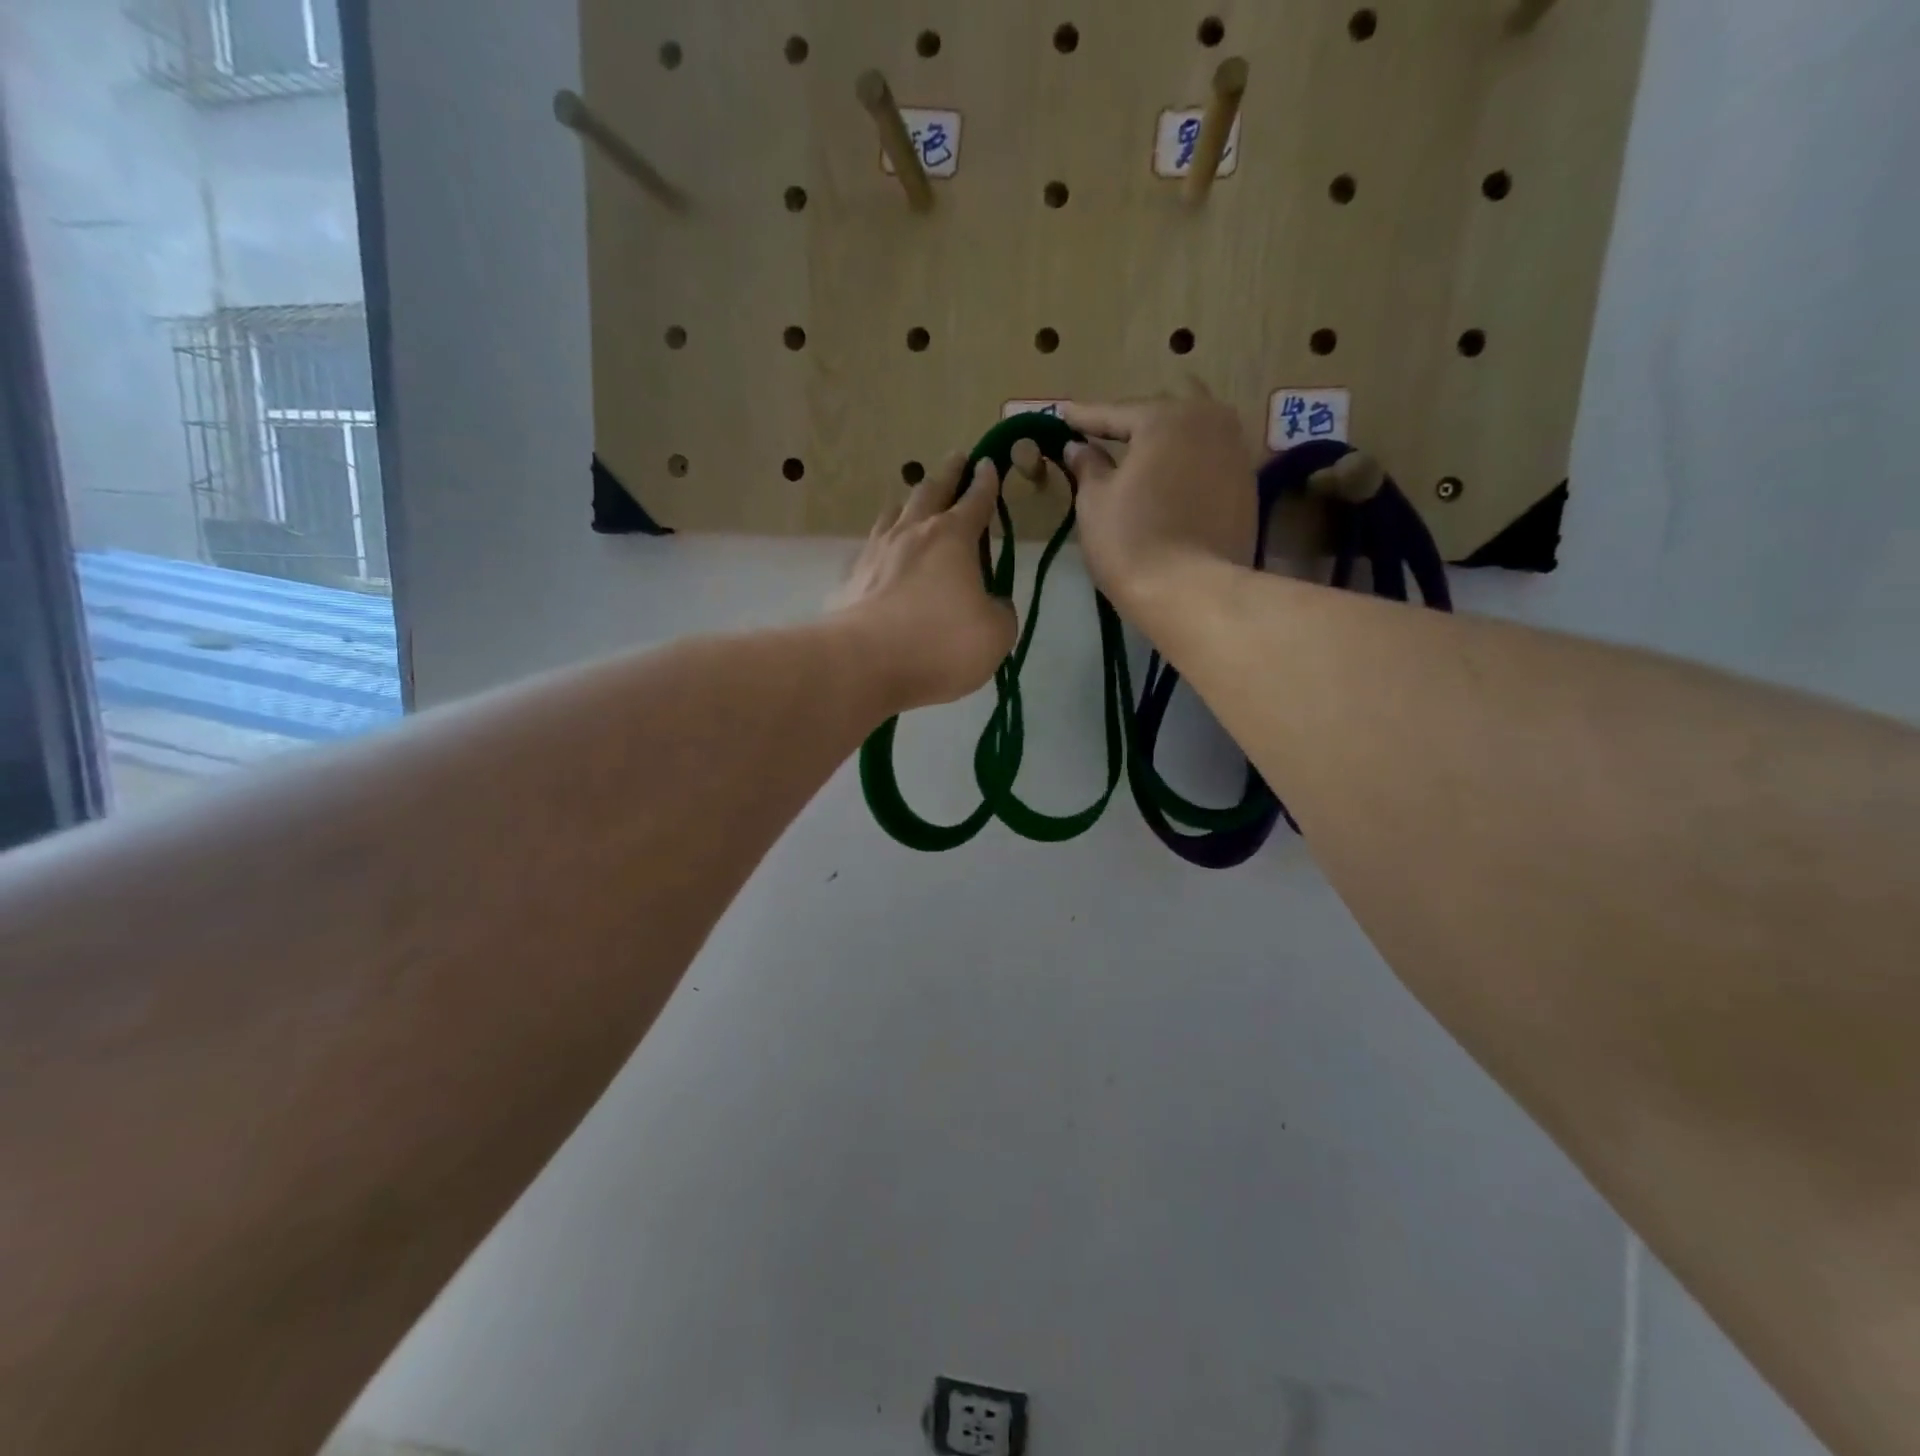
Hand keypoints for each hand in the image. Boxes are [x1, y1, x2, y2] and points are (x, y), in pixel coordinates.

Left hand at [831, 454, 1017, 713]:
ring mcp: (875, 553)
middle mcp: (912, 534)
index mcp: (953, 538)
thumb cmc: (940, 644)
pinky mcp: (850, 580)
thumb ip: (1000, 612)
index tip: (989, 464)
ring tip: (914, 502)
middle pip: (931, 491)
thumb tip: (991, 603)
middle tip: (957, 459)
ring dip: (909, 503)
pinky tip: (881, 556)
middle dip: (948, 474)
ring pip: (893, 513)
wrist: (864, 663)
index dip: (987, 482)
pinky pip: (869, 551)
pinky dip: (882, 546)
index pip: (976, 501)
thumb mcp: (995, 634)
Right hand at [1061, 388, 1259, 610]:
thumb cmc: (1131, 541)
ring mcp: (1236, 452)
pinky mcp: (1247, 486)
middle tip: (1101, 434)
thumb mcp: (1094, 501)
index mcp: (1166, 417)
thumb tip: (1078, 447)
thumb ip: (1087, 465)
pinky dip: (1183, 467)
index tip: (1063, 413)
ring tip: (1136, 456)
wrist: (1191, 591)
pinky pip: (1206, 463)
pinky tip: (1166, 482)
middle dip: (1130, 425)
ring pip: (1189, 437)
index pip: (1116, 413)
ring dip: (1162, 444)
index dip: (1085, 417)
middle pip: (1160, 418)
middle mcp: (1209, 420)